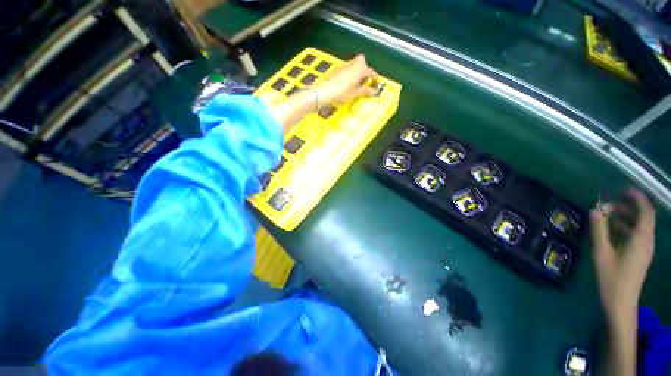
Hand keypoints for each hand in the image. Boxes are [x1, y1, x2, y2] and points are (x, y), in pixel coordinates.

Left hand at [313, 55, 378, 103]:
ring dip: (357, 69)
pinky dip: (351, 71)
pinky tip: (348, 81)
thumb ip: (364, 91)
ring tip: (356, 82)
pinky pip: (348, 67)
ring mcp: (344, 65)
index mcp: (359, 70)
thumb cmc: (342, 93)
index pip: (370, 71)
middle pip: (362, 61)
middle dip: (365, 67)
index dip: (374, 76)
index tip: (376, 80)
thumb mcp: (354, 93)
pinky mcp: (338, 68)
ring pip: (354, 63)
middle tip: (364, 78)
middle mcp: (353, 64)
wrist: (325, 91)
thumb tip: (373, 91)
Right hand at [590, 188, 655, 322]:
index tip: (624, 189)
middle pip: (644, 218)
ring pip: (641, 226)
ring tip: (609, 214)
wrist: (621, 303)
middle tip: (610, 203)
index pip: (646, 212)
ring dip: (627, 217)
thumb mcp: (602, 253)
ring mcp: (645, 250)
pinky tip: (613, 230)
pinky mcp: (640, 255)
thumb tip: (595, 210)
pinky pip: (637, 235)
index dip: (638, 198)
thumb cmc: (612, 278)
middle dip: (629, 207)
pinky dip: (627, 227)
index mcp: (641, 239)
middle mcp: (647, 242)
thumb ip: (599, 230)